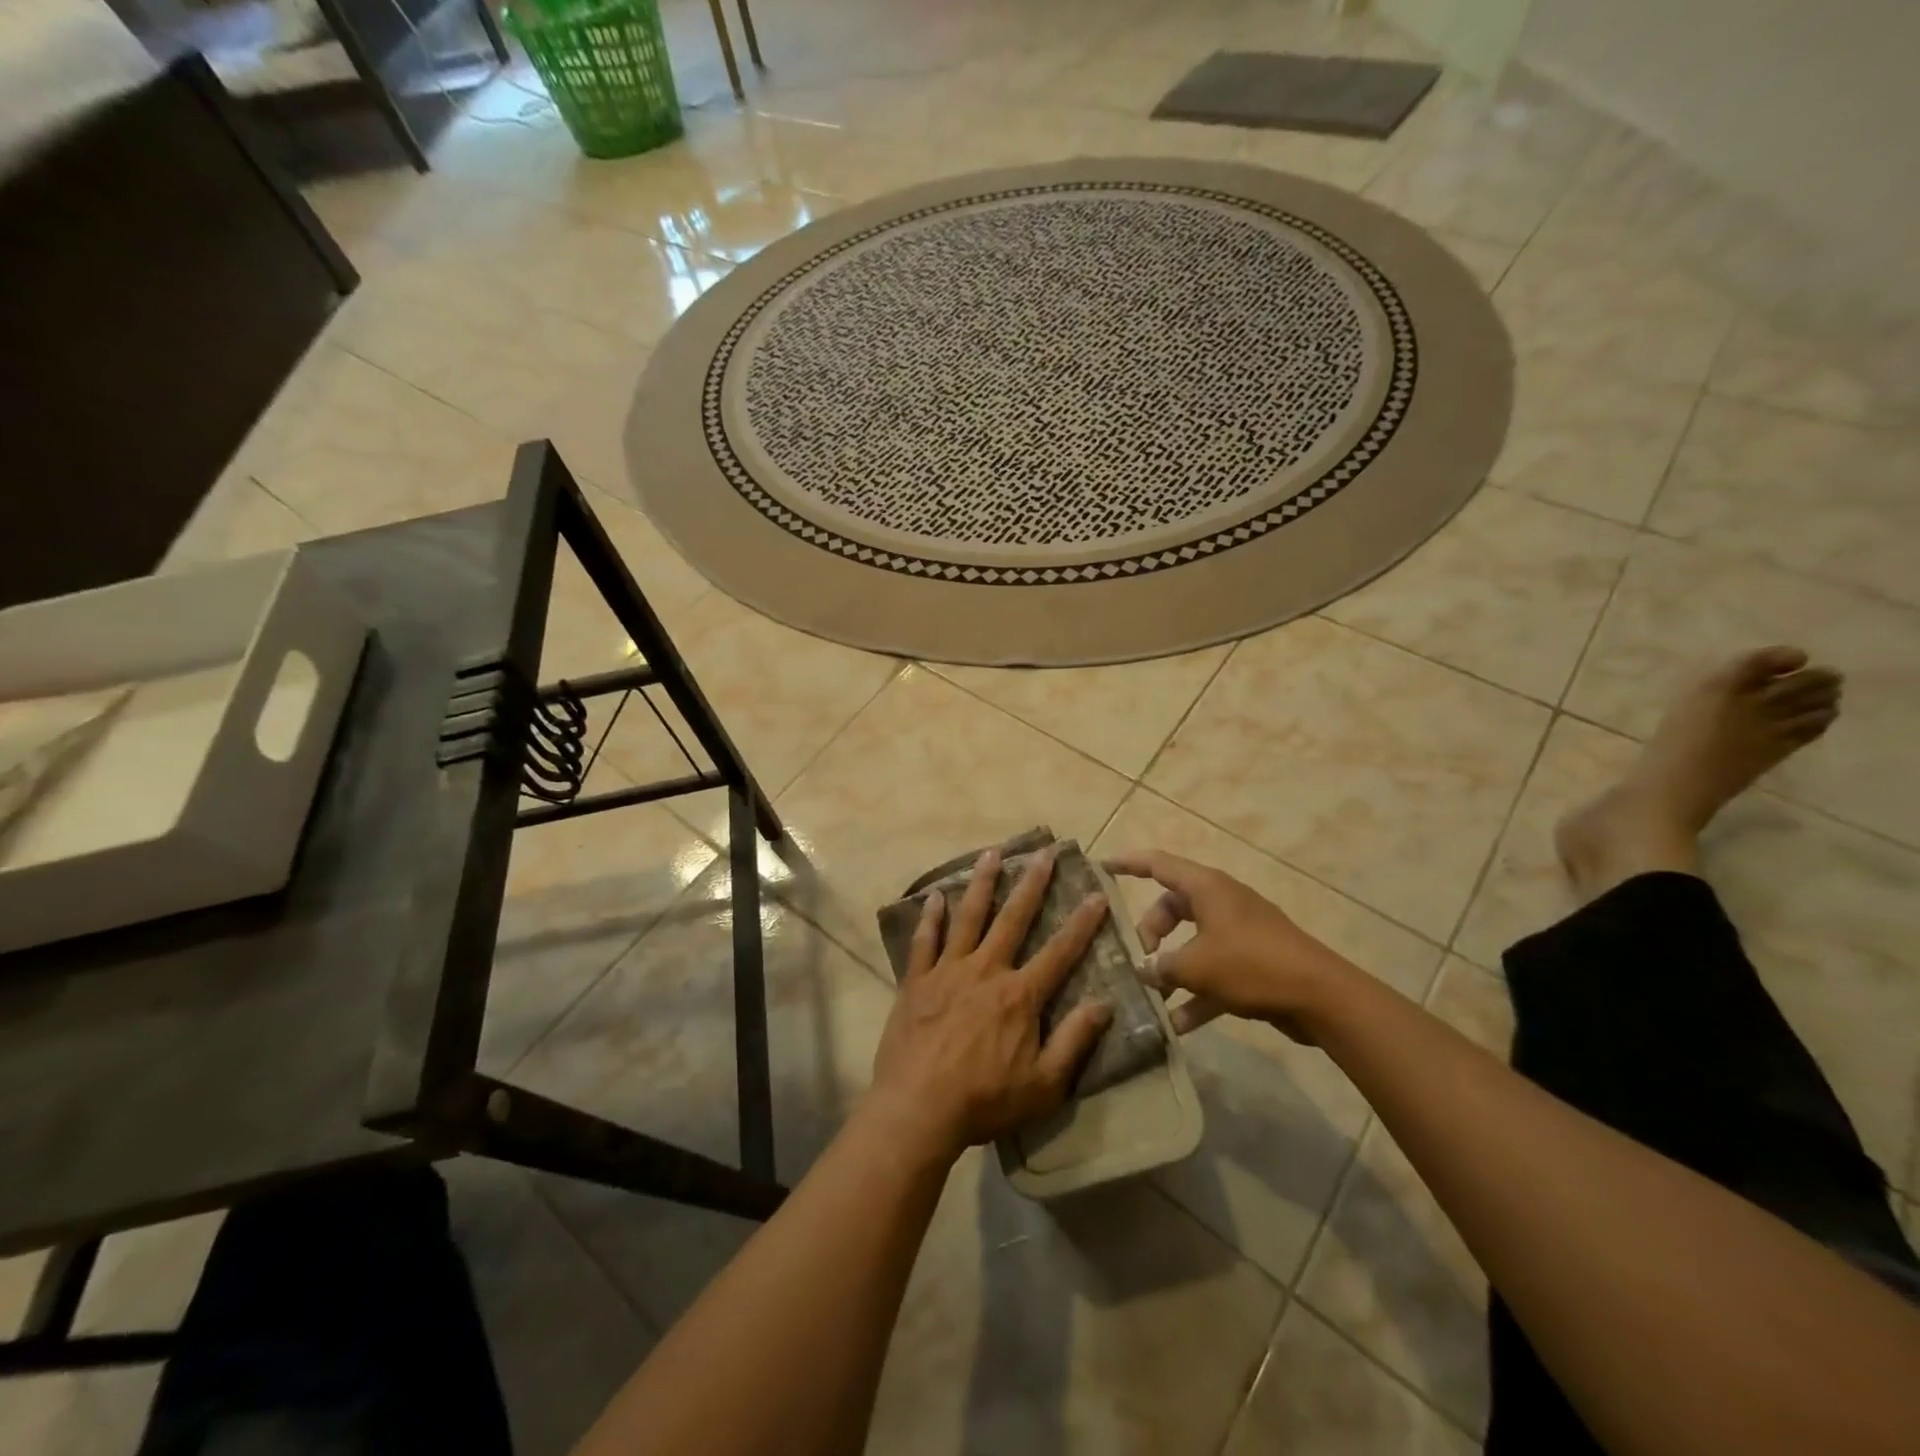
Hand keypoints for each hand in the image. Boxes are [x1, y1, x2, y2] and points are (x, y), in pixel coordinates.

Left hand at [868, 847, 1113, 1160]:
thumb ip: (1074, 1041)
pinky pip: (925, 941)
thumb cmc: (985, 1101)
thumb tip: (1104, 1004)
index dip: (1082, 924)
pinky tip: (935, 896)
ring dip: (981, 883)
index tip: (1096, 895)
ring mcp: (948, 971)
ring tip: (991, 853)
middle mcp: (986, 971)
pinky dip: (931, 917)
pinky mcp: (917, 980)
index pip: (1060, 952)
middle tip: (1043, 852)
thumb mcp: (1044, 1084)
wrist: (918, 1109)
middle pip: (1013, 919)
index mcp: (1020, 995)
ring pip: (968, 917)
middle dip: (1031, 883)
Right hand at [1104, 850, 1356, 1041]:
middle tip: (1137, 959)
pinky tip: (1178, 1024)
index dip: (1128, 864)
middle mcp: (1221, 902)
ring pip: (1191, 941)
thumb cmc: (1251, 966)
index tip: (1101, 867)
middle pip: (1172, 907)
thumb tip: (1142, 969)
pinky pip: (1213, 970)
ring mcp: (1239, 932)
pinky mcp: (1252, 961)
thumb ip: (1161, 966)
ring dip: (1171, 966)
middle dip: (1149, 932)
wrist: (1321, 997)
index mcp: (1206, 888)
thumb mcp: (1195, 966)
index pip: (1158, 864)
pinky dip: (1196, 992)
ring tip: (1152, 994)